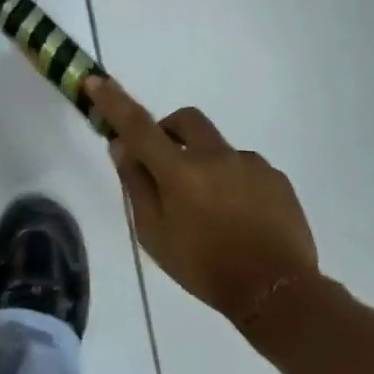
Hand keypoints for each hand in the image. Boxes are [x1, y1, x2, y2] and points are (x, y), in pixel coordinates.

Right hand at [87, 76, 321, 326]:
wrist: (278, 293)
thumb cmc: (205, 268)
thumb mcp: (155, 235)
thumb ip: (137, 186)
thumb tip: (122, 147)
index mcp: (179, 171)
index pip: (138, 126)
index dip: (114, 101)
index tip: (96, 80)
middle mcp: (215, 156)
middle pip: (186, 120)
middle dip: (169, 130)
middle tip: (165, 163)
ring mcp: (251, 164)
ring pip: (218, 148)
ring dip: (206, 164)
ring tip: (212, 210)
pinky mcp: (277, 179)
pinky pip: (246, 168)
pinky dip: (234, 182)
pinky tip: (240, 218)